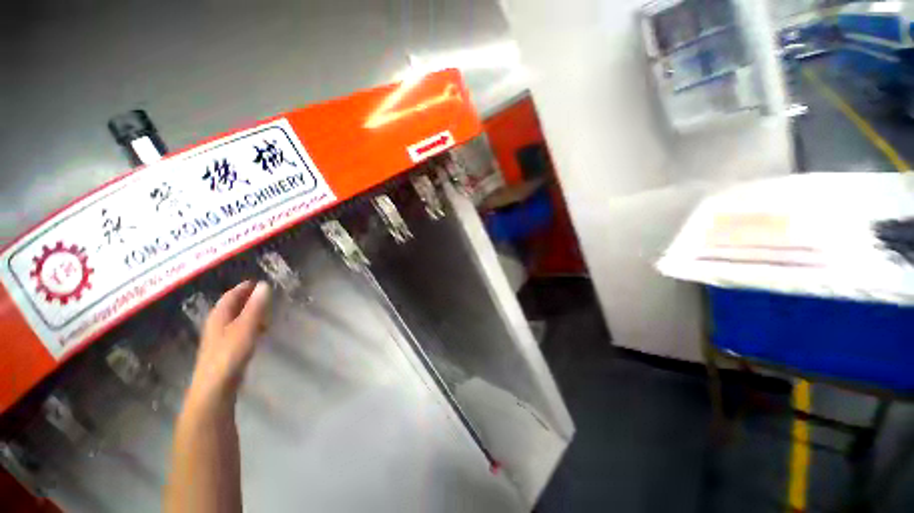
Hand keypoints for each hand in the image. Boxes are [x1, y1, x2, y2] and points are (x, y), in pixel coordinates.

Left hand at [188, 281, 270, 406]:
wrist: (214, 387)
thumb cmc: (230, 353)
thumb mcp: (246, 327)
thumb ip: (256, 306)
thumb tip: (264, 285)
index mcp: (219, 316)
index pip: (230, 296)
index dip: (243, 288)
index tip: (258, 282)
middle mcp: (217, 325)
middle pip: (231, 307)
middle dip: (246, 299)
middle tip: (264, 295)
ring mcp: (220, 339)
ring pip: (235, 319)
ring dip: (249, 312)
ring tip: (265, 311)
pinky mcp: (225, 351)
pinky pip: (238, 330)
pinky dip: (249, 325)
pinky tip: (258, 332)